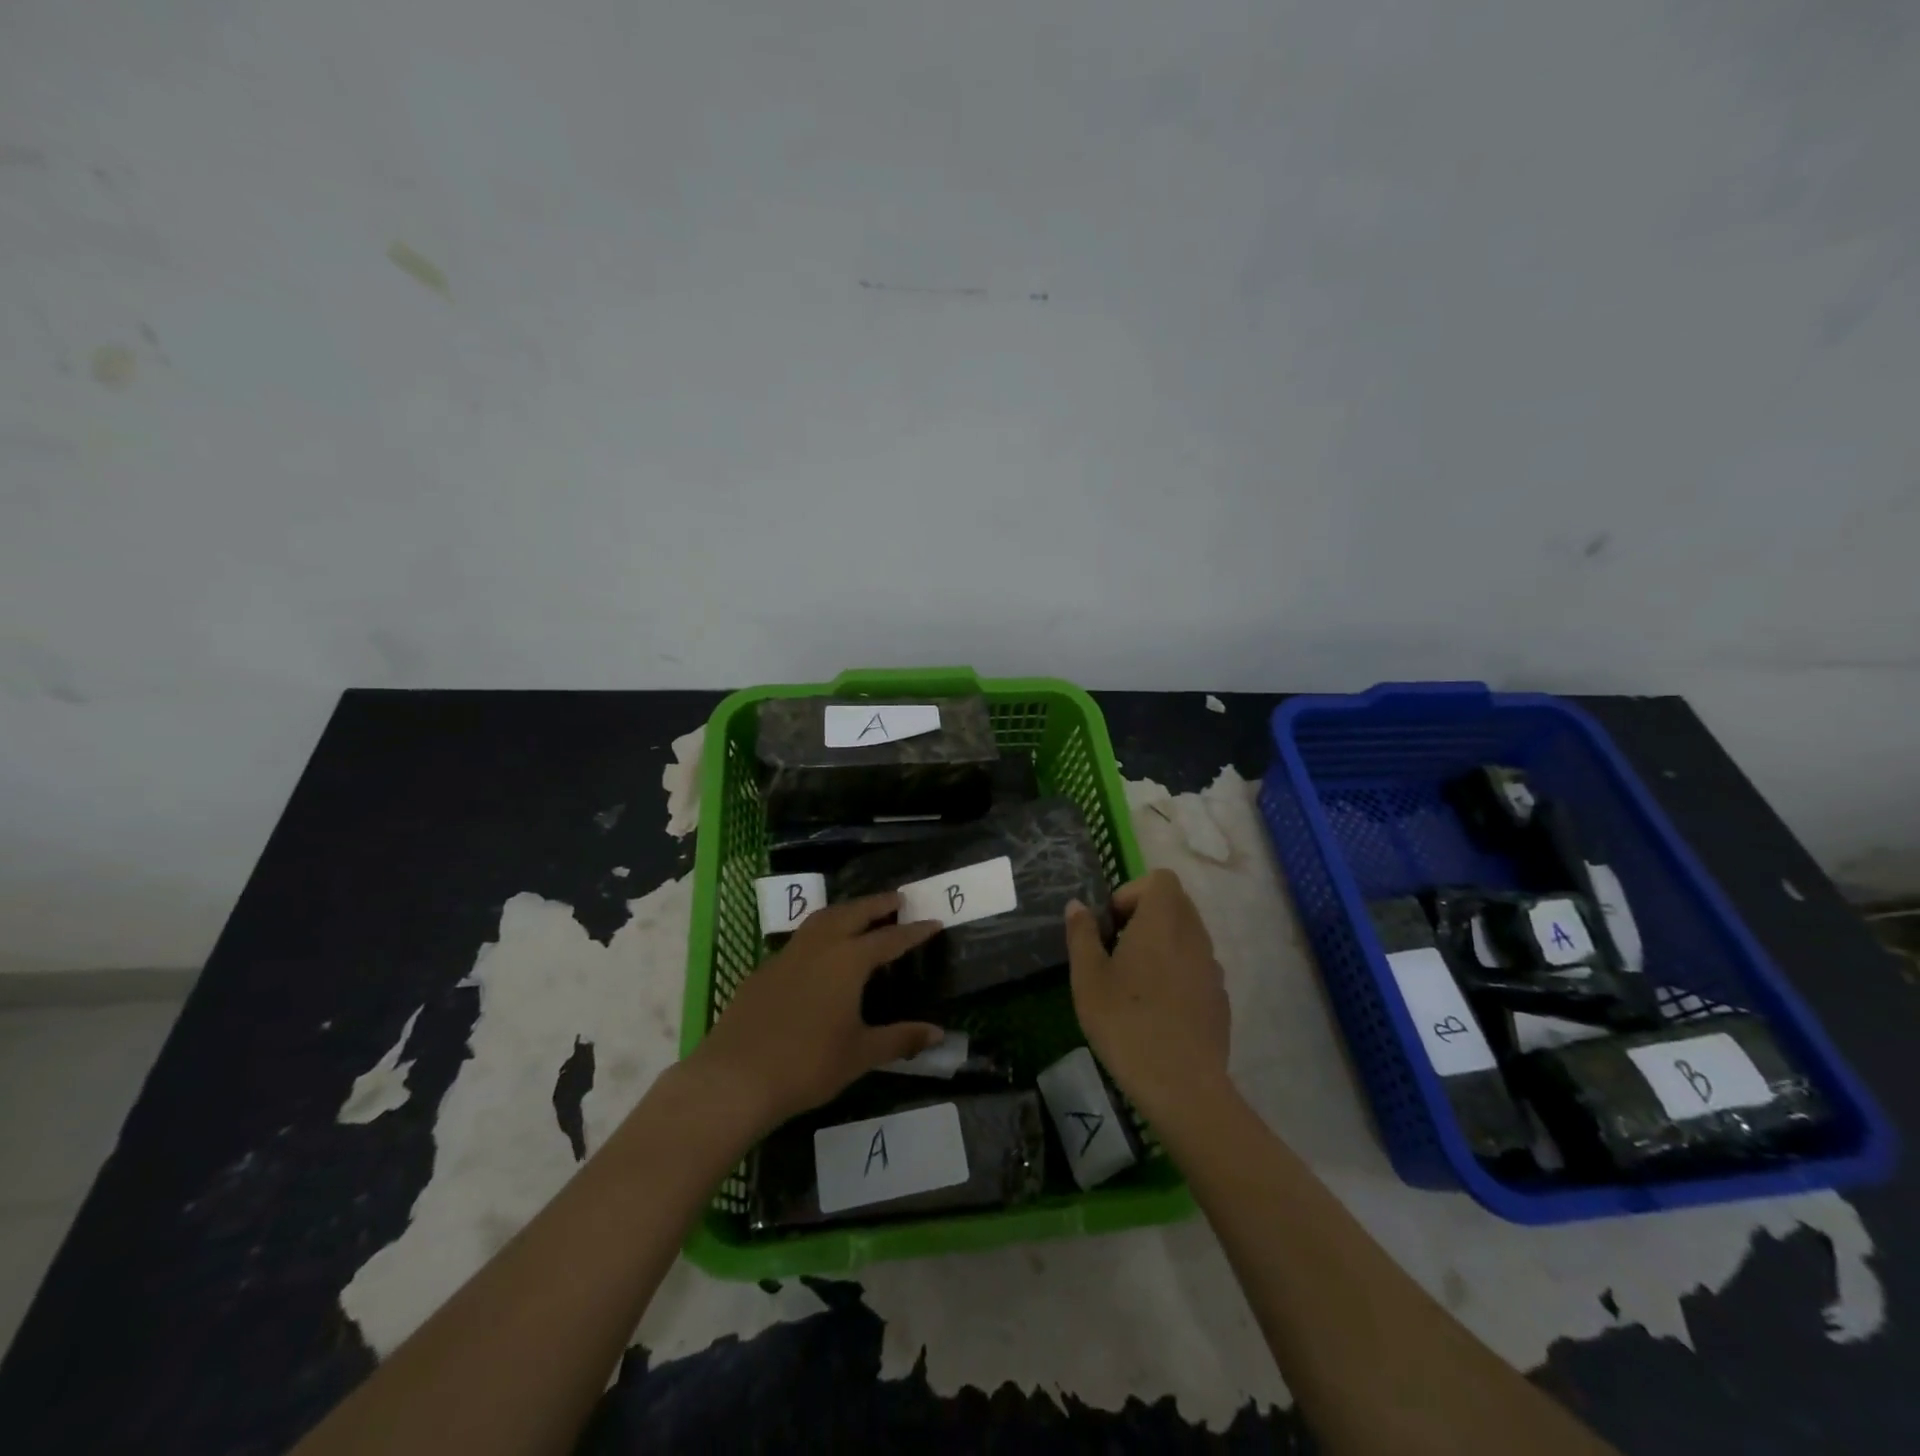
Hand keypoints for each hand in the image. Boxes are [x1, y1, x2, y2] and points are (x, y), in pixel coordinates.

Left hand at [689, 893, 944, 1132]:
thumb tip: (938, 1033)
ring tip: (861, 912)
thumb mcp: (860, 1055)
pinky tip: (821, 951)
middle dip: (877, 904)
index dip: (913, 931)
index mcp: (848, 961)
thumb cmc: (807, 1065)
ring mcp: (787, 955)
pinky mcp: (764, 969)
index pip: (889, 939)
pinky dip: (820, 932)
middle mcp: (819, 947)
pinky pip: (800, 939)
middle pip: (853, 913)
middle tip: (898, 899)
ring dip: (846, 910)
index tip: (933, 921)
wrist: (736, 1078)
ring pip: (822, 918)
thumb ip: (900, 1039)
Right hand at [1065, 868, 1229, 1119]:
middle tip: (1117, 949)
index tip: (1112, 925)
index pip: (1160, 879)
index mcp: (1162, 922)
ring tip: (1135, 981)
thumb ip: (1082, 935)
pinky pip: (1197, 967)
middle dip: (1145, 915)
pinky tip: (1157, 1009)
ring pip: (1188, 935)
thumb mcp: (1088, 978)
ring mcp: (1212, 968)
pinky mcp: (1220, 998)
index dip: (1132, 892)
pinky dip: (1177, 972)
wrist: (1182, 1086)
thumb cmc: (1126, 1024)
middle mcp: (1193, 936)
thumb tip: (1078, 906)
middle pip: (1176, 903)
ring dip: (1162, 943)